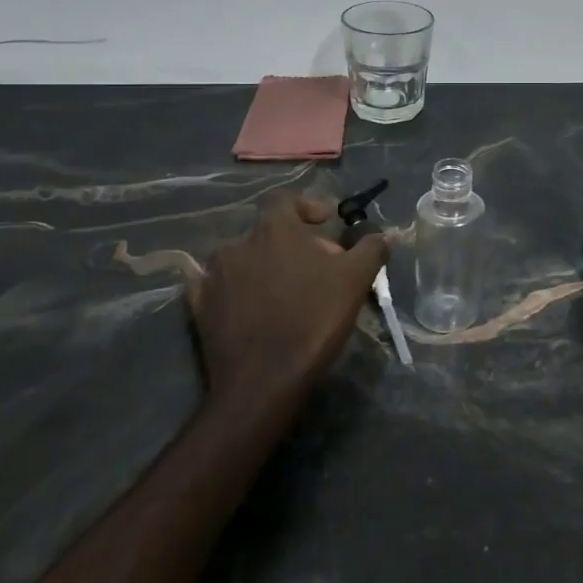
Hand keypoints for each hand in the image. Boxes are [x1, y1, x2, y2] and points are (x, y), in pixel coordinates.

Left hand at [191, 192, 387, 398]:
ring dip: (262, 264)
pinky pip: (216, 286)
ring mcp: (213, 276)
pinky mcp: (198, 308)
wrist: (262, 383)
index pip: (285, 199)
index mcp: (273, 229)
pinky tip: (249, 306)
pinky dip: (234, 289)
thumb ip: (371, 248)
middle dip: (291, 242)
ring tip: (284, 288)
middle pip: (266, 231)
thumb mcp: (355, 280)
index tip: (326, 223)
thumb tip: (384, 233)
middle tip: (315, 266)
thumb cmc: (312, 320)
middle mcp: (237, 244)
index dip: (307, 205)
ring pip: (241, 258)